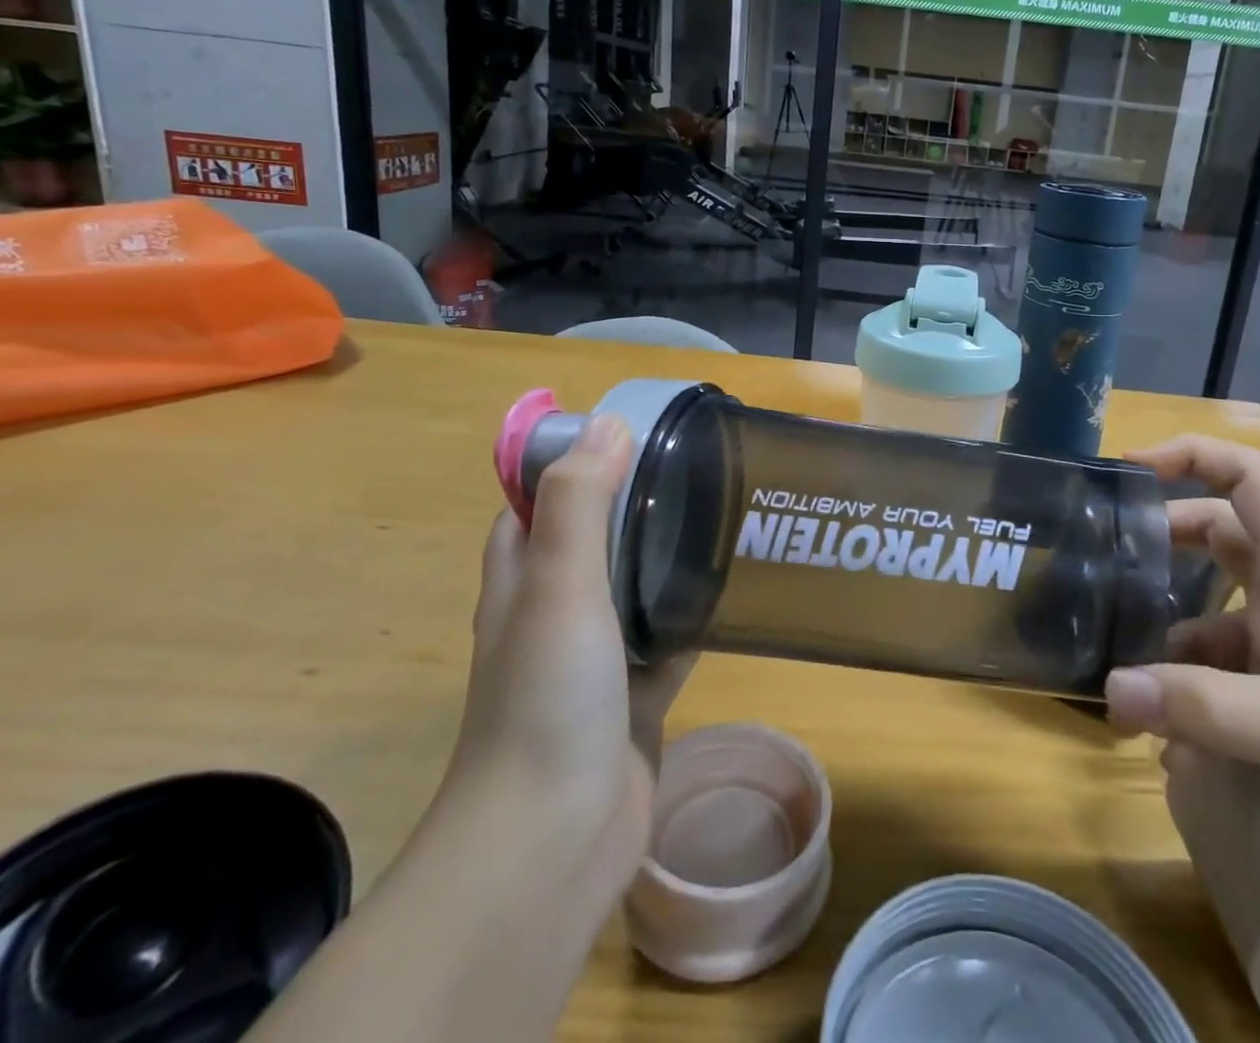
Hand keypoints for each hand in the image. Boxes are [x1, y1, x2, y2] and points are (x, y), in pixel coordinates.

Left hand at [446, 415, 694, 889]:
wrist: (556, 836)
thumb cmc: (548, 696)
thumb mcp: (559, 583)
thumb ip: (580, 502)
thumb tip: (609, 422)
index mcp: (523, 575)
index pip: (541, 497)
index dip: (578, 459)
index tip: (634, 429)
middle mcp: (555, 608)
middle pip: (596, 535)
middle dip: (638, 499)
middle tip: (698, 465)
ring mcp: (596, 653)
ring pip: (636, 583)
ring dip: (669, 552)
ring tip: (725, 511)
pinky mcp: (636, 692)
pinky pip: (669, 634)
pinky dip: (694, 611)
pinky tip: (736, 586)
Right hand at [1104, 434, 1259, 910]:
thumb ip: (1206, 709)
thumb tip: (1110, 689)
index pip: (1245, 474)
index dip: (1186, 455)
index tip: (1127, 469)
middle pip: (1222, 537)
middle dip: (1164, 545)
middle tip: (1104, 567)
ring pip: (1224, 610)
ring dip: (1176, 631)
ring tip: (1123, 661)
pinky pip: (1242, 671)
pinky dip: (1204, 688)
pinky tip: (1176, 731)